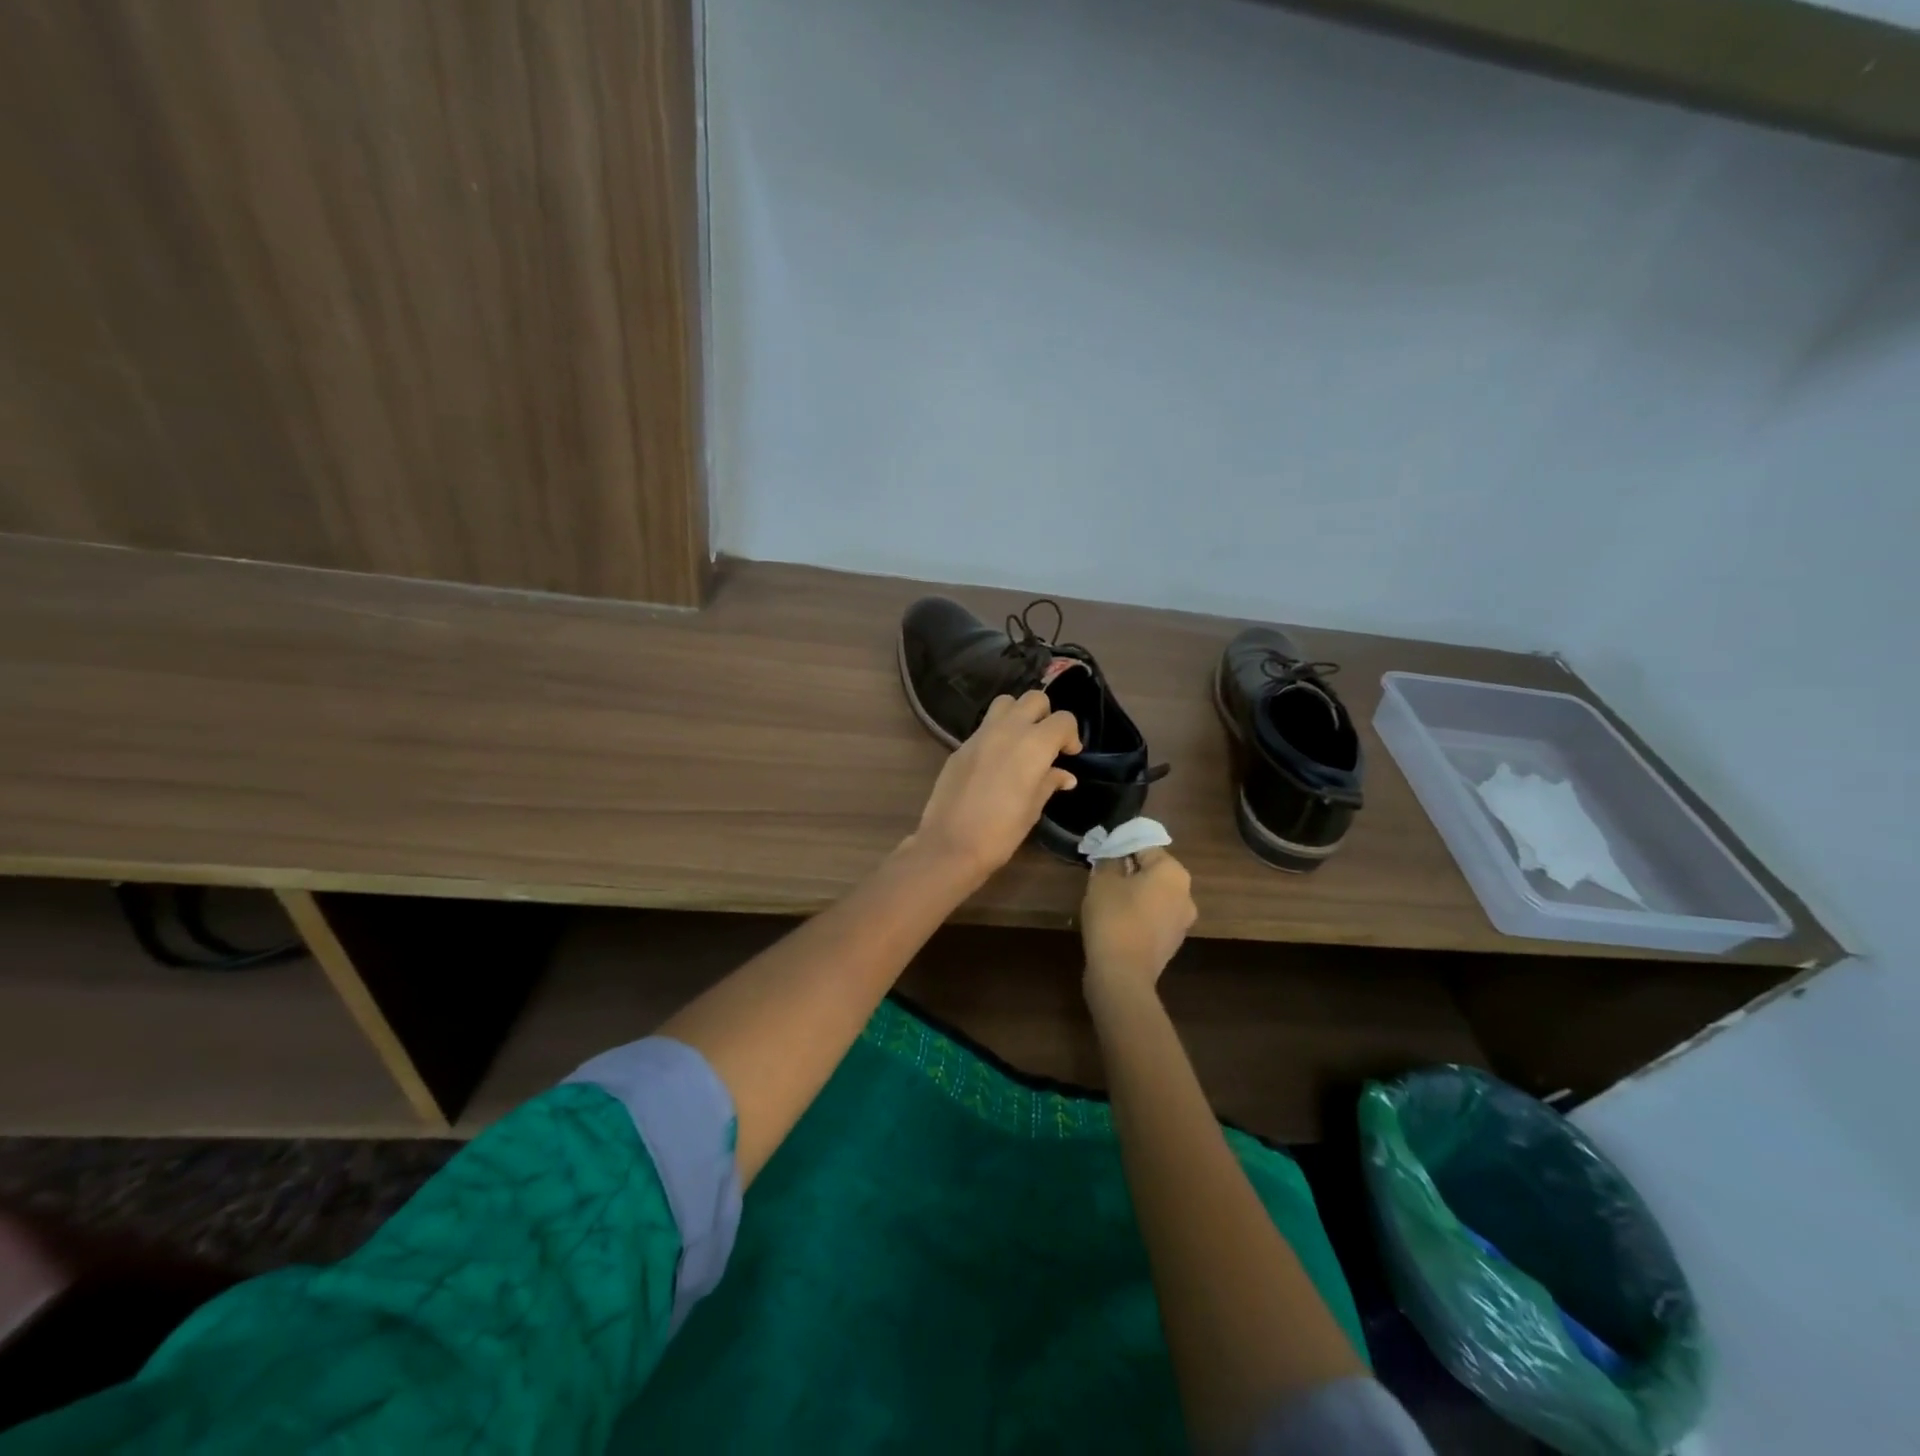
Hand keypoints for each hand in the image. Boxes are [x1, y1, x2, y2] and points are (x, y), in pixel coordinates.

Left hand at [908, 690, 1081, 887]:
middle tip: (1046, 743)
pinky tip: (996, 759)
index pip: (1063, 720)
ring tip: (1021, 741)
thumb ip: (1049, 783)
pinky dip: (997, 732)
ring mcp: (980, 735)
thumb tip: (1064, 775)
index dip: (1071, 735)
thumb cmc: (1001, 832)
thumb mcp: (1033, 809)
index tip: (1069, 754)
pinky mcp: (961, 745)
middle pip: (1034, 699)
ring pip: (1005, 702)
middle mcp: (1008, 730)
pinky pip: (985, 725)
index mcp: (1034, 745)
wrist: (950, 844)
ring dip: (1018, 714)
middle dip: (1046, 715)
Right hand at [1081, 848, 1195, 1000]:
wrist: (1122, 974)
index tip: (1102, 854)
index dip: (1121, 847)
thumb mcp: (1102, 881)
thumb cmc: (1114, 917)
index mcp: (1173, 872)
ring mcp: (1182, 922)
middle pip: (1153, 872)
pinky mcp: (1172, 943)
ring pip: (1155, 896)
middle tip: (1102, 875)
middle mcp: (1186, 894)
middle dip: (1129, 871)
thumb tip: (1113, 856)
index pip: (1145, 847)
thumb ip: (1109, 861)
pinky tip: (1116, 921)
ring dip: (1134, 894)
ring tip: (1106, 899)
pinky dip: (1138, 915)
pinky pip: (1154, 918)